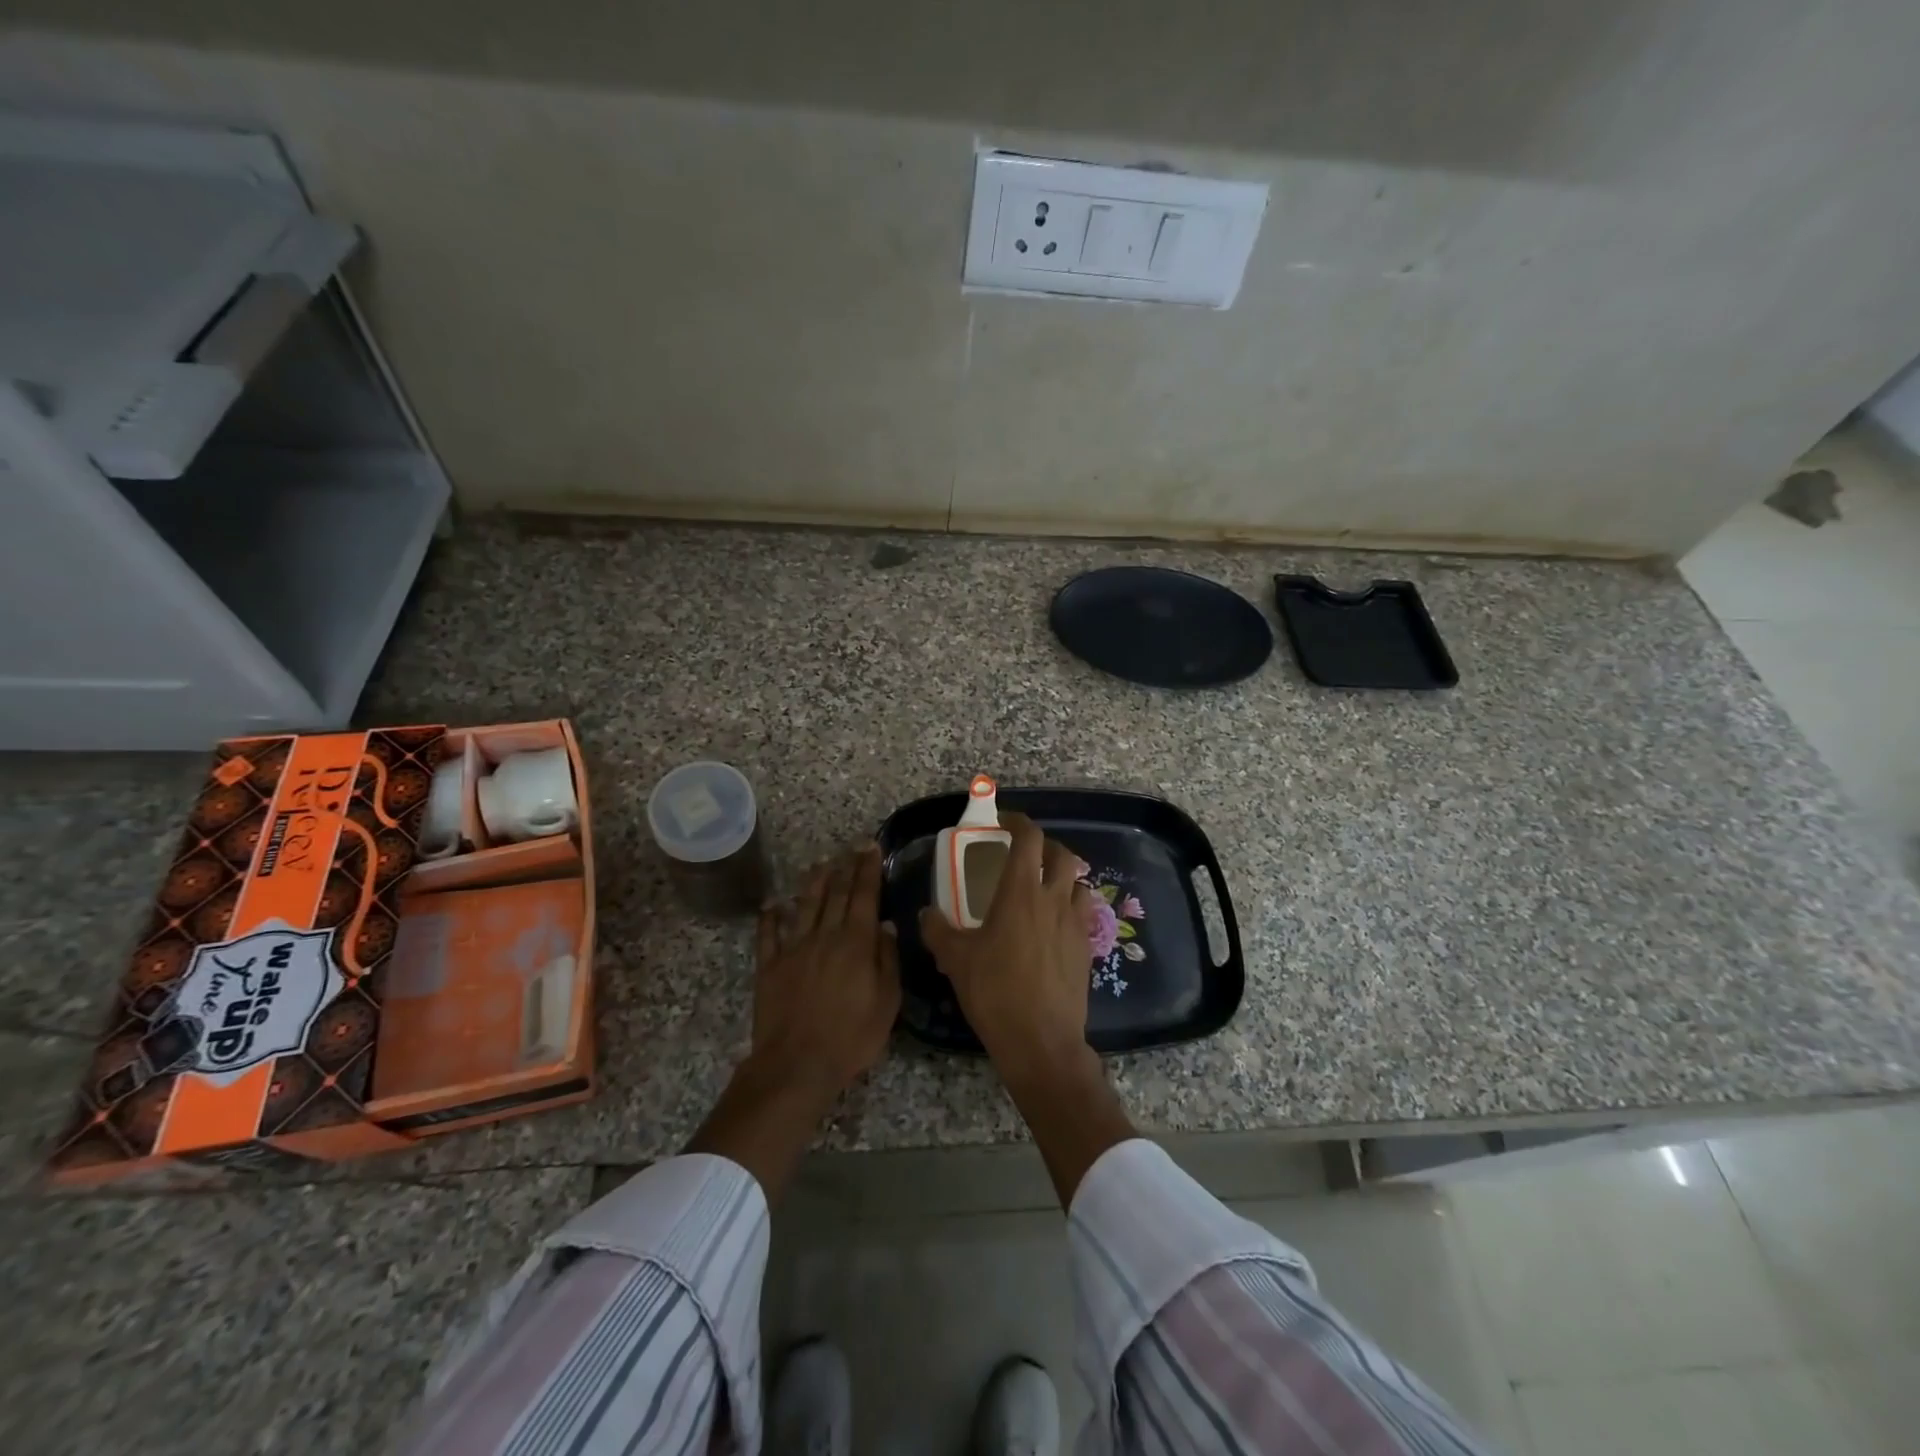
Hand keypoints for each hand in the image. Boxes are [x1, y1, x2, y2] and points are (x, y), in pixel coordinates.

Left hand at [686, 844, 899, 1202]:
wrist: (797, 1064)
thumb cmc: (851, 1037)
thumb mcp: (886, 1002)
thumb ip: (887, 960)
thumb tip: (885, 925)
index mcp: (856, 943)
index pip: (864, 896)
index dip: (868, 869)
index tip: (871, 848)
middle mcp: (825, 936)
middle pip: (836, 894)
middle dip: (846, 867)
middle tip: (852, 847)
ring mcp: (794, 948)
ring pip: (805, 905)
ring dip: (814, 882)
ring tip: (820, 864)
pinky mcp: (770, 966)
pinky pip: (768, 934)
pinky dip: (770, 916)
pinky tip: (772, 903)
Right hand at [917, 813, 1094, 1076]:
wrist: (1041, 1041)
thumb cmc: (995, 992)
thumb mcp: (955, 960)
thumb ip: (938, 930)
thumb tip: (926, 913)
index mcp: (1020, 893)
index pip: (1029, 838)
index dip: (1018, 822)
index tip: (1003, 822)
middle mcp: (1053, 899)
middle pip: (1062, 854)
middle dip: (1045, 845)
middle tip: (1024, 854)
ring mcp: (1075, 923)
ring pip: (1078, 882)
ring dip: (1062, 876)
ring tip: (1043, 888)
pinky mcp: (1086, 948)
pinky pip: (1083, 912)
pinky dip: (1070, 906)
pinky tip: (1052, 925)